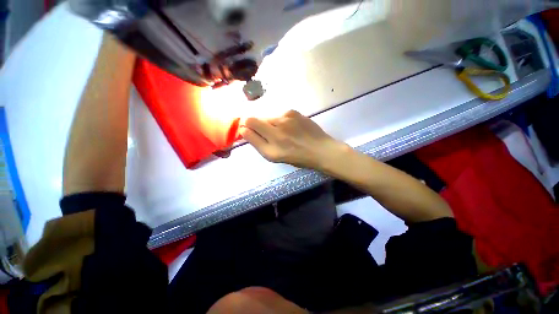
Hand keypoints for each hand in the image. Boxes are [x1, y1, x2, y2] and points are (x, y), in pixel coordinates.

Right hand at [240, 110, 348, 169]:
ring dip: (270, 124)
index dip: (245, 127)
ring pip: (268, 117)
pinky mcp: (293, 112)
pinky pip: (279, 115)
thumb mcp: (274, 156)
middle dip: (255, 125)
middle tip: (268, 134)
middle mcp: (276, 129)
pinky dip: (280, 121)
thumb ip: (257, 143)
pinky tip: (291, 128)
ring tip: (283, 133)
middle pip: (255, 119)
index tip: (248, 131)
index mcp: (271, 145)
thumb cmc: (297, 157)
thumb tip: (245, 129)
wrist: (320, 149)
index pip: (248, 125)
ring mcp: (285, 118)